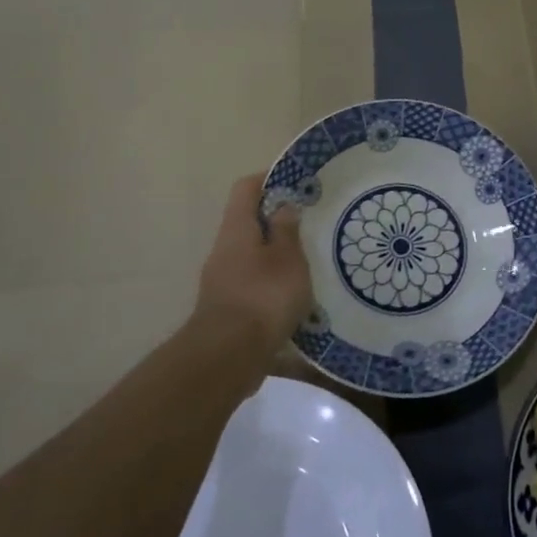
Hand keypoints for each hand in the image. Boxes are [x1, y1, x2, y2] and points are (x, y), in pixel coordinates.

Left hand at [191, 174, 313, 357]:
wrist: (228, 358)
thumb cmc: (263, 297)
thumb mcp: (287, 258)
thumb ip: (287, 230)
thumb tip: (284, 206)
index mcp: (236, 229)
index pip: (246, 188)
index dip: (270, 178)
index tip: (297, 182)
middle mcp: (224, 250)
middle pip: (250, 222)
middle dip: (279, 221)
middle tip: (312, 224)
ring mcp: (223, 281)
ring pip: (253, 256)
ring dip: (279, 255)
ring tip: (312, 261)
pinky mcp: (229, 308)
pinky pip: (254, 284)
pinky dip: (274, 284)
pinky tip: (299, 296)